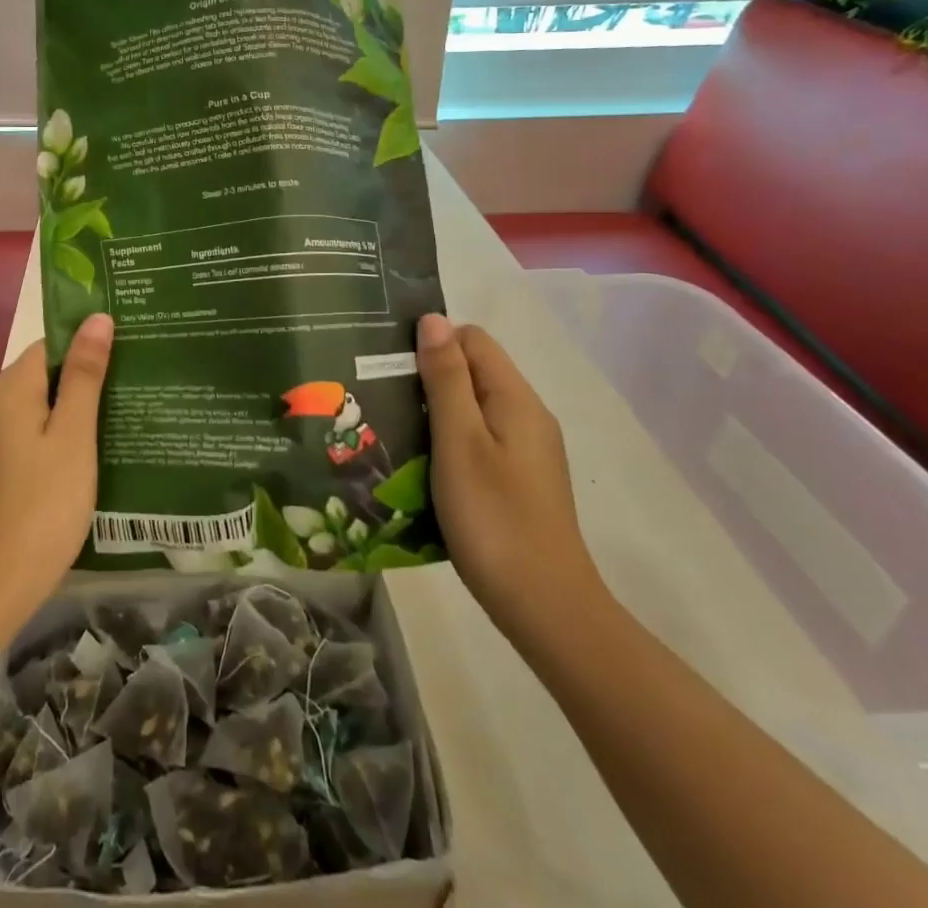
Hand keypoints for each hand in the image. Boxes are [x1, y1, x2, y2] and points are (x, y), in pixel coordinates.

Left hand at [0, 315, 110, 621]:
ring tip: (108, 434)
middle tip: (124, 406)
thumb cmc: (41, 508)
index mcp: (4, 388)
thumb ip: (85, 375)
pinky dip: (44, 438)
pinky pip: (17, 432)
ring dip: (64, 416)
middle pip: (40, 376)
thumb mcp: (74, 437)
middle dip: (79, 387)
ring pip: (30, 406)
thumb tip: (97, 317)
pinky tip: (74, 463)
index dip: (87, 354)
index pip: (51, 347)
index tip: (124, 368)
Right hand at [416, 313, 609, 646]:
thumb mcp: (459, 442)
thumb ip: (446, 378)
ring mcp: (527, 451)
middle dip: (428, 377)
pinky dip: (448, 441)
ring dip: (434, 411)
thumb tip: (433, 319)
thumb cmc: (494, 519)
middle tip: (381, 398)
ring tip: (393, 430)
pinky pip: (479, 439)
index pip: (473, 340)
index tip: (390, 366)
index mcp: (515, 399)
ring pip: (473, 408)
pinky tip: (422, 465)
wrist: (545, 608)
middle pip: (474, 372)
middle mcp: (527, 416)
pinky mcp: (519, 480)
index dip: (432, 343)